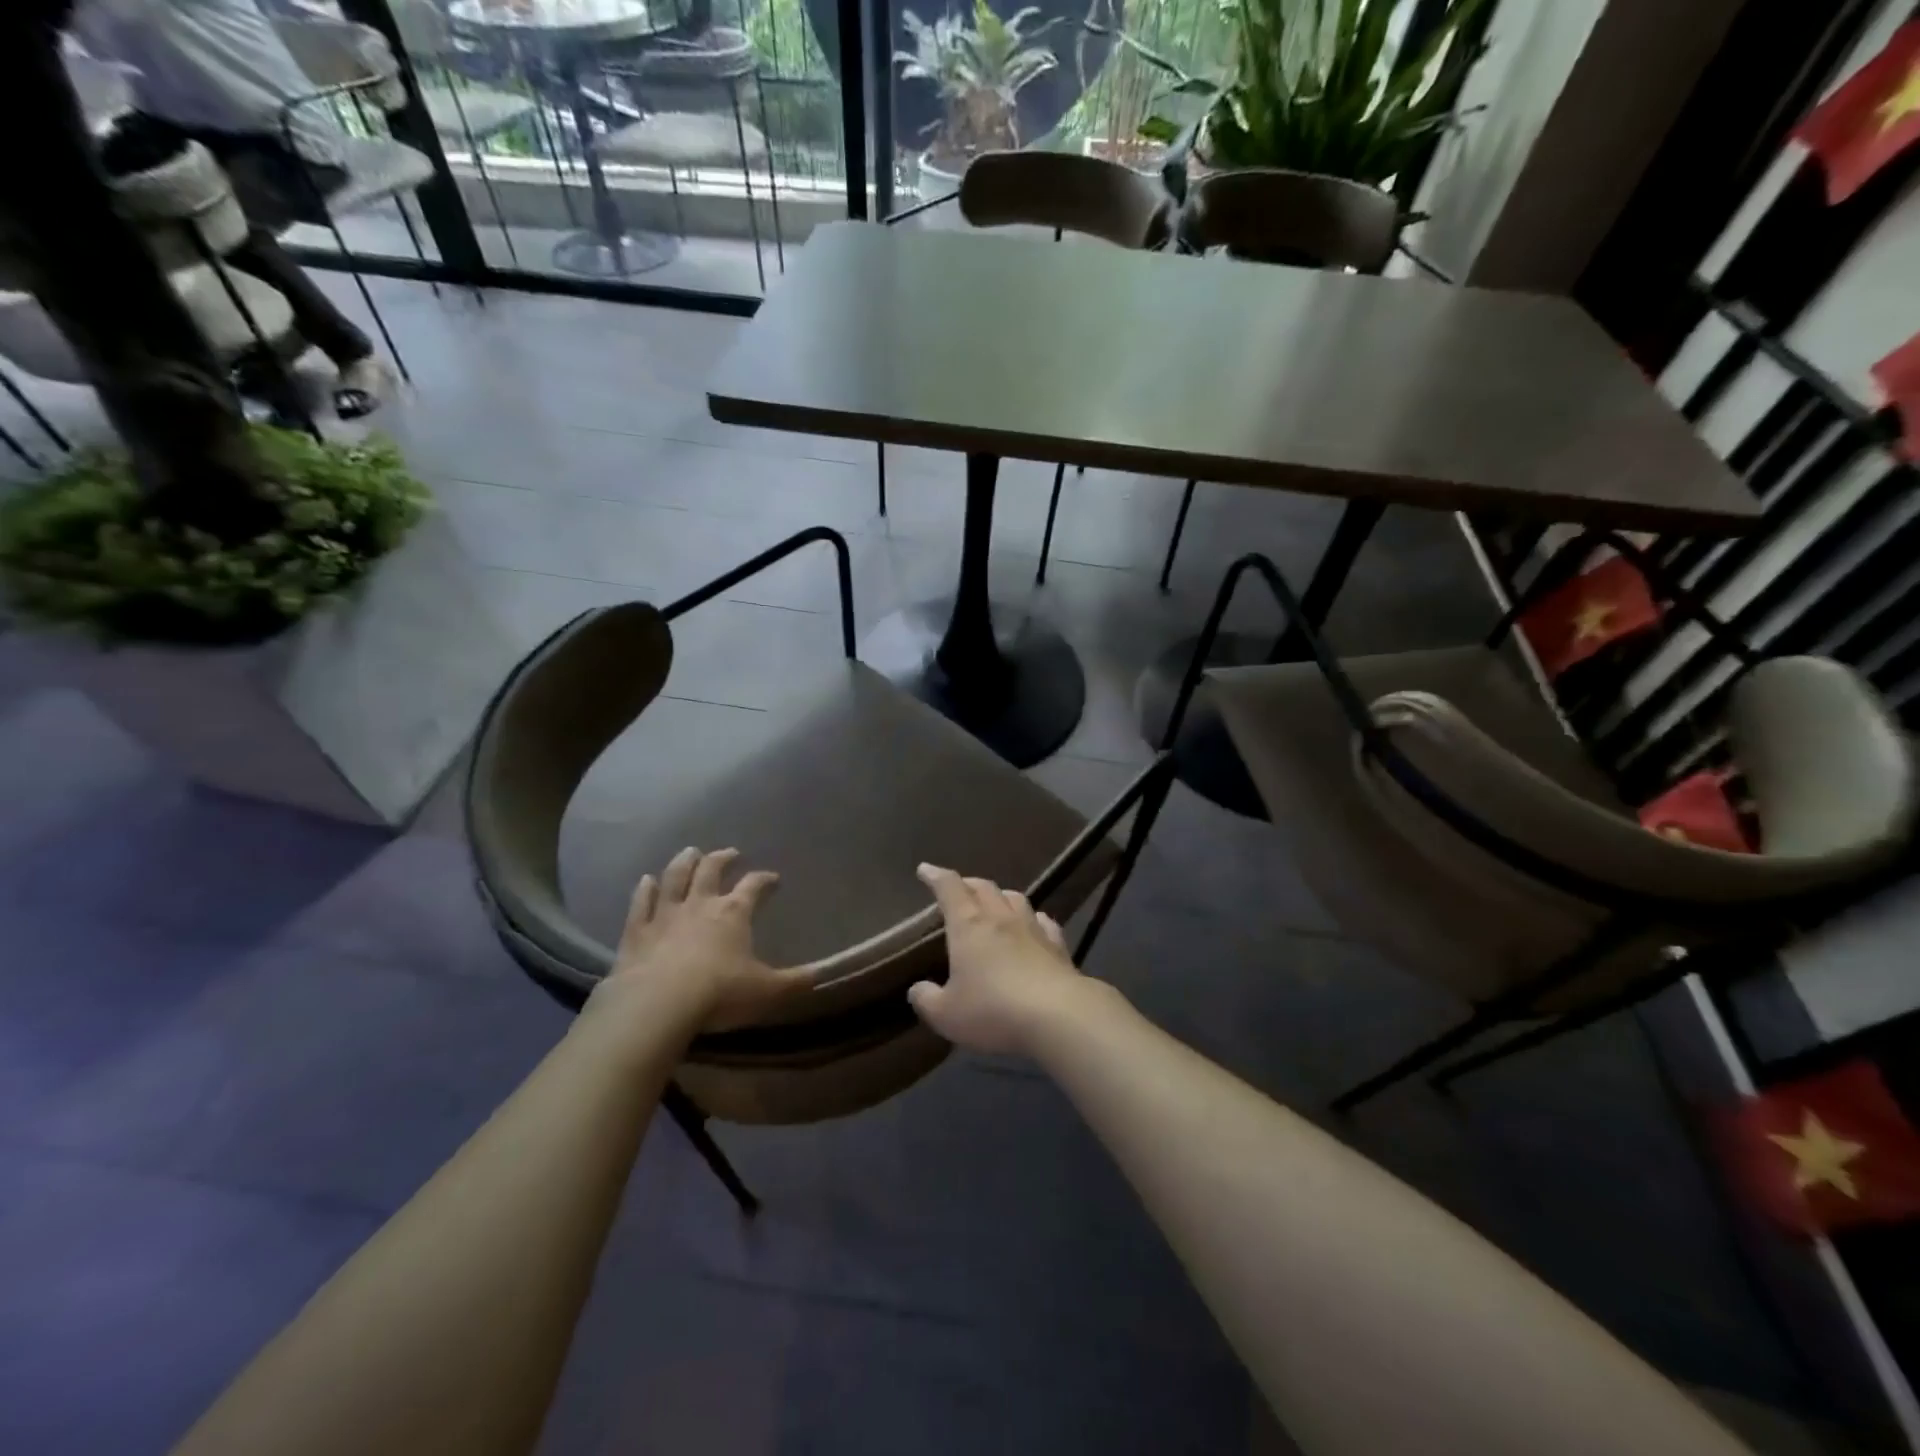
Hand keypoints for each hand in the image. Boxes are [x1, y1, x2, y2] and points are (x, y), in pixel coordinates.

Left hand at [595, 847, 806, 1032]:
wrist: (657, 1005)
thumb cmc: (719, 994)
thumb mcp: (768, 991)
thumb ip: (796, 981)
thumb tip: (824, 974)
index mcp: (734, 912)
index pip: (754, 886)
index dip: (765, 879)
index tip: (773, 879)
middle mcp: (700, 904)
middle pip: (711, 869)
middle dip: (723, 858)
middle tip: (730, 853)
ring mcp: (665, 914)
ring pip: (675, 877)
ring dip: (684, 862)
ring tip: (691, 852)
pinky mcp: (636, 931)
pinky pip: (641, 903)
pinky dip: (644, 890)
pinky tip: (646, 880)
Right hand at [907, 864, 1094, 1055]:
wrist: (1057, 1015)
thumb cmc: (993, 1010)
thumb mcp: (946, 1014)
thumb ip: (927, 1000)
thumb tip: (917, 989)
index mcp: (968, 925)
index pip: (949, 888)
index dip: (935, 876)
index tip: (925, 869)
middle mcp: (1000, 918)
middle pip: (983, 888)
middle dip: (968, 884)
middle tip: (959, 888)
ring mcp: (1032, 929)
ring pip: (1015, 899)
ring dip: (1001, 896)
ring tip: (994, 902)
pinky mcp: (1057, 946)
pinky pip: (1044, 922)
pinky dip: (1033, 919)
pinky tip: (1034, 924)